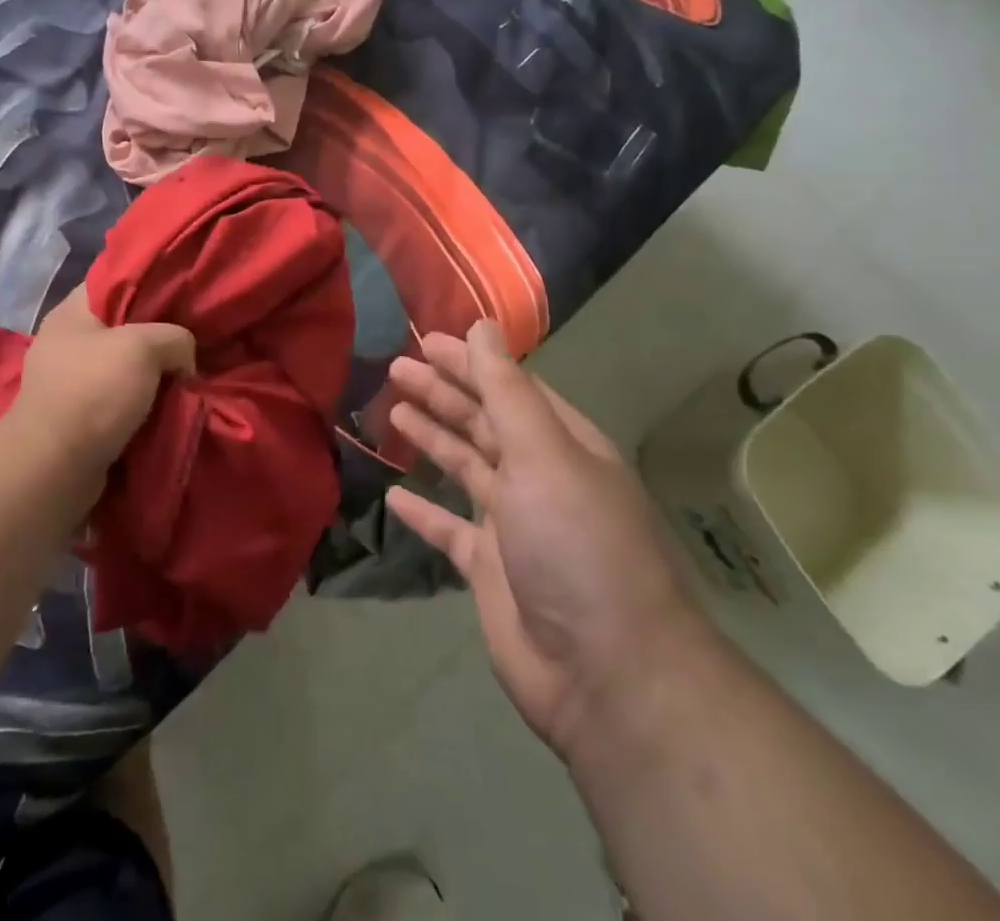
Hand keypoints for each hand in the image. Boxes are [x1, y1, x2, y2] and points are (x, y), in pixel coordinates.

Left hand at [9, 284, 194, 467]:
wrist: (54, 467)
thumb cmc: (94, 391)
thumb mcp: (144, 347)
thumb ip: (175, 337)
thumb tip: (183, 359)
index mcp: (71, 312)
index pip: (114, 281)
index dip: (150, 282)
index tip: (184, 292)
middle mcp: (66, 342)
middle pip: (123, 326)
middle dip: (158, 335)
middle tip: (193, 339)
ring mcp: (69, 382)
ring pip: (124, 367)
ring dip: (153, 375)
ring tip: (187, 375)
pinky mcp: (77, 417)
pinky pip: (119, 400)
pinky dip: (142, 404)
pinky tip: (169, 405)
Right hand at [386, 322, 715, 764]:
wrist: (607, 674)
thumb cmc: (576, 545)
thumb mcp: (543, 454)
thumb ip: (507, 391)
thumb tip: (483, 326)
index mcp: (562, 446)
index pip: (510, 388)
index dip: (469, 362)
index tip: (426, 340)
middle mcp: (540, 478)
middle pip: (484, 423)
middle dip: (442, 393)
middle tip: (396, 369)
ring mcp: (515, 526)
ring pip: (466, 468)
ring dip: (433, 438)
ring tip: (392, 412)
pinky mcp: (491, 570)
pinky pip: (450, 530)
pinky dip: (424, 511)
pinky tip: (394, 494)